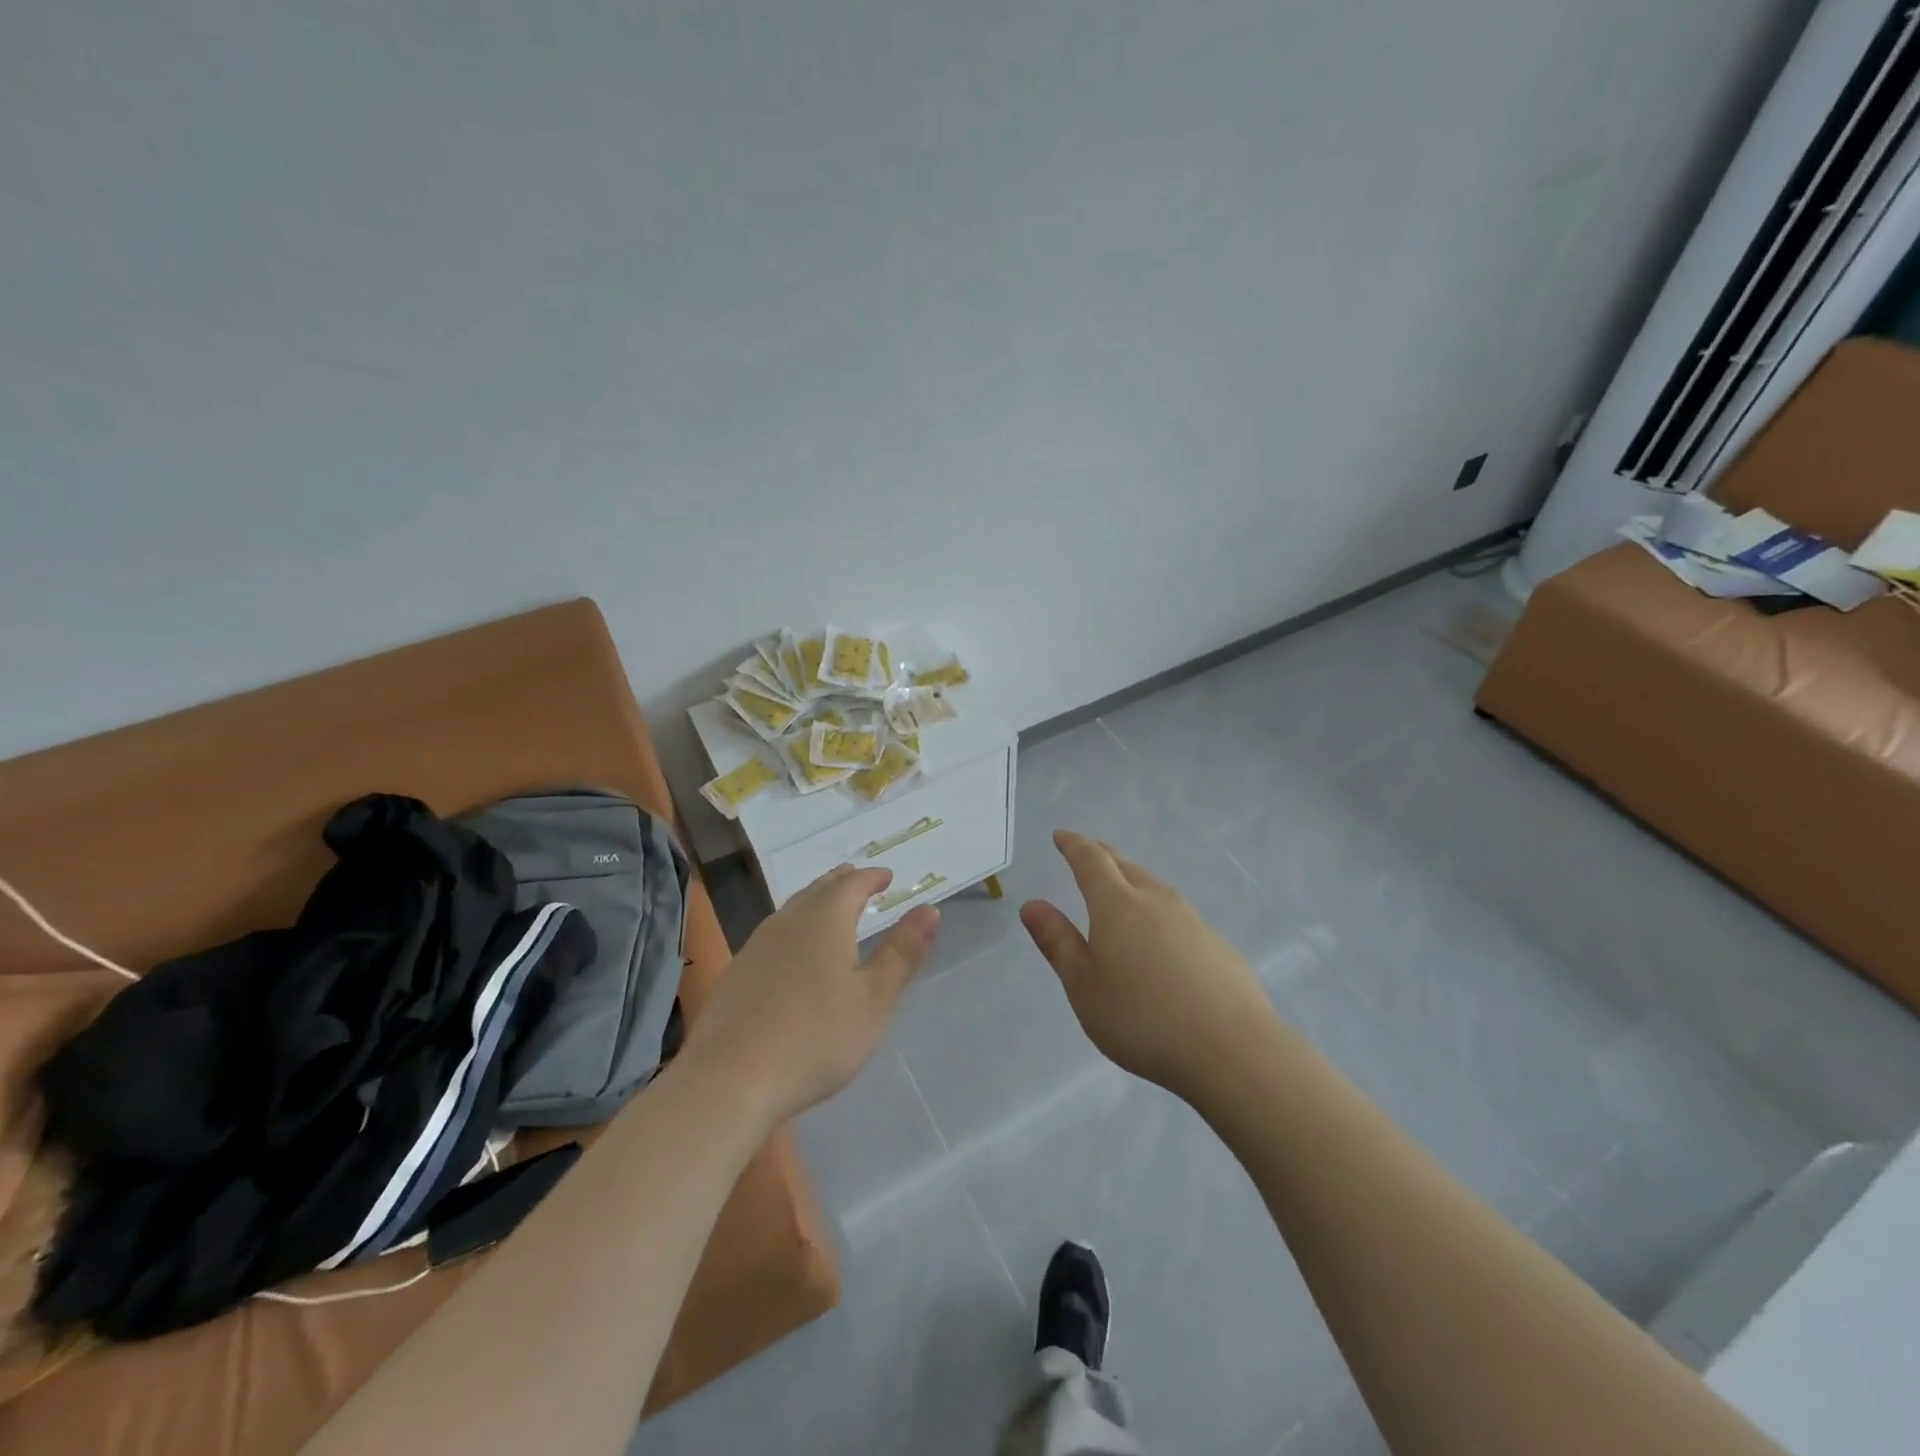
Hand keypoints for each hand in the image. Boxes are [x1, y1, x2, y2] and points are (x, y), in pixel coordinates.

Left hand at [682, 864, 938, 1126]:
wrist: (730, 1080)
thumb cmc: (815, 1038)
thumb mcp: (874, 999)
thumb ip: (902, 953)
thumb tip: (930, 910)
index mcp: (825, 920)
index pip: (852, 884)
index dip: (872, 877)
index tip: (887, 876)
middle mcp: (789, 921)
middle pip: (819, 890)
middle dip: (843, 883)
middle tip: (859, 880)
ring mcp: (757, 946)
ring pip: (793, 909)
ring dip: (816, 901)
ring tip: (830, 907)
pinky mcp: (738, 973)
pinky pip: (775, 933)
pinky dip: (795, 927)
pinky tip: (794, 950)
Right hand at [1021, 830, 1277, 1104]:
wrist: (1232, 1050)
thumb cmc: (1142, 1018)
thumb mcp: (1084, 986)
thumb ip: (1058, 943)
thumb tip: (1032, 905)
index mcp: (1117, 905)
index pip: (1091, 861)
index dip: (1074, 845)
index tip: (1061, 835)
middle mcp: (1156, 901)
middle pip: (1126, 867)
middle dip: (1103, 856)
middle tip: (1089, 850)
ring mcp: (1192, 920)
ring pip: (1155, 887)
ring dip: (1133, 879)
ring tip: (1122, 886)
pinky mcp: (1217, 945)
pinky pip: (1178, 914)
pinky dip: (1158, 910)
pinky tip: (1161, 935)